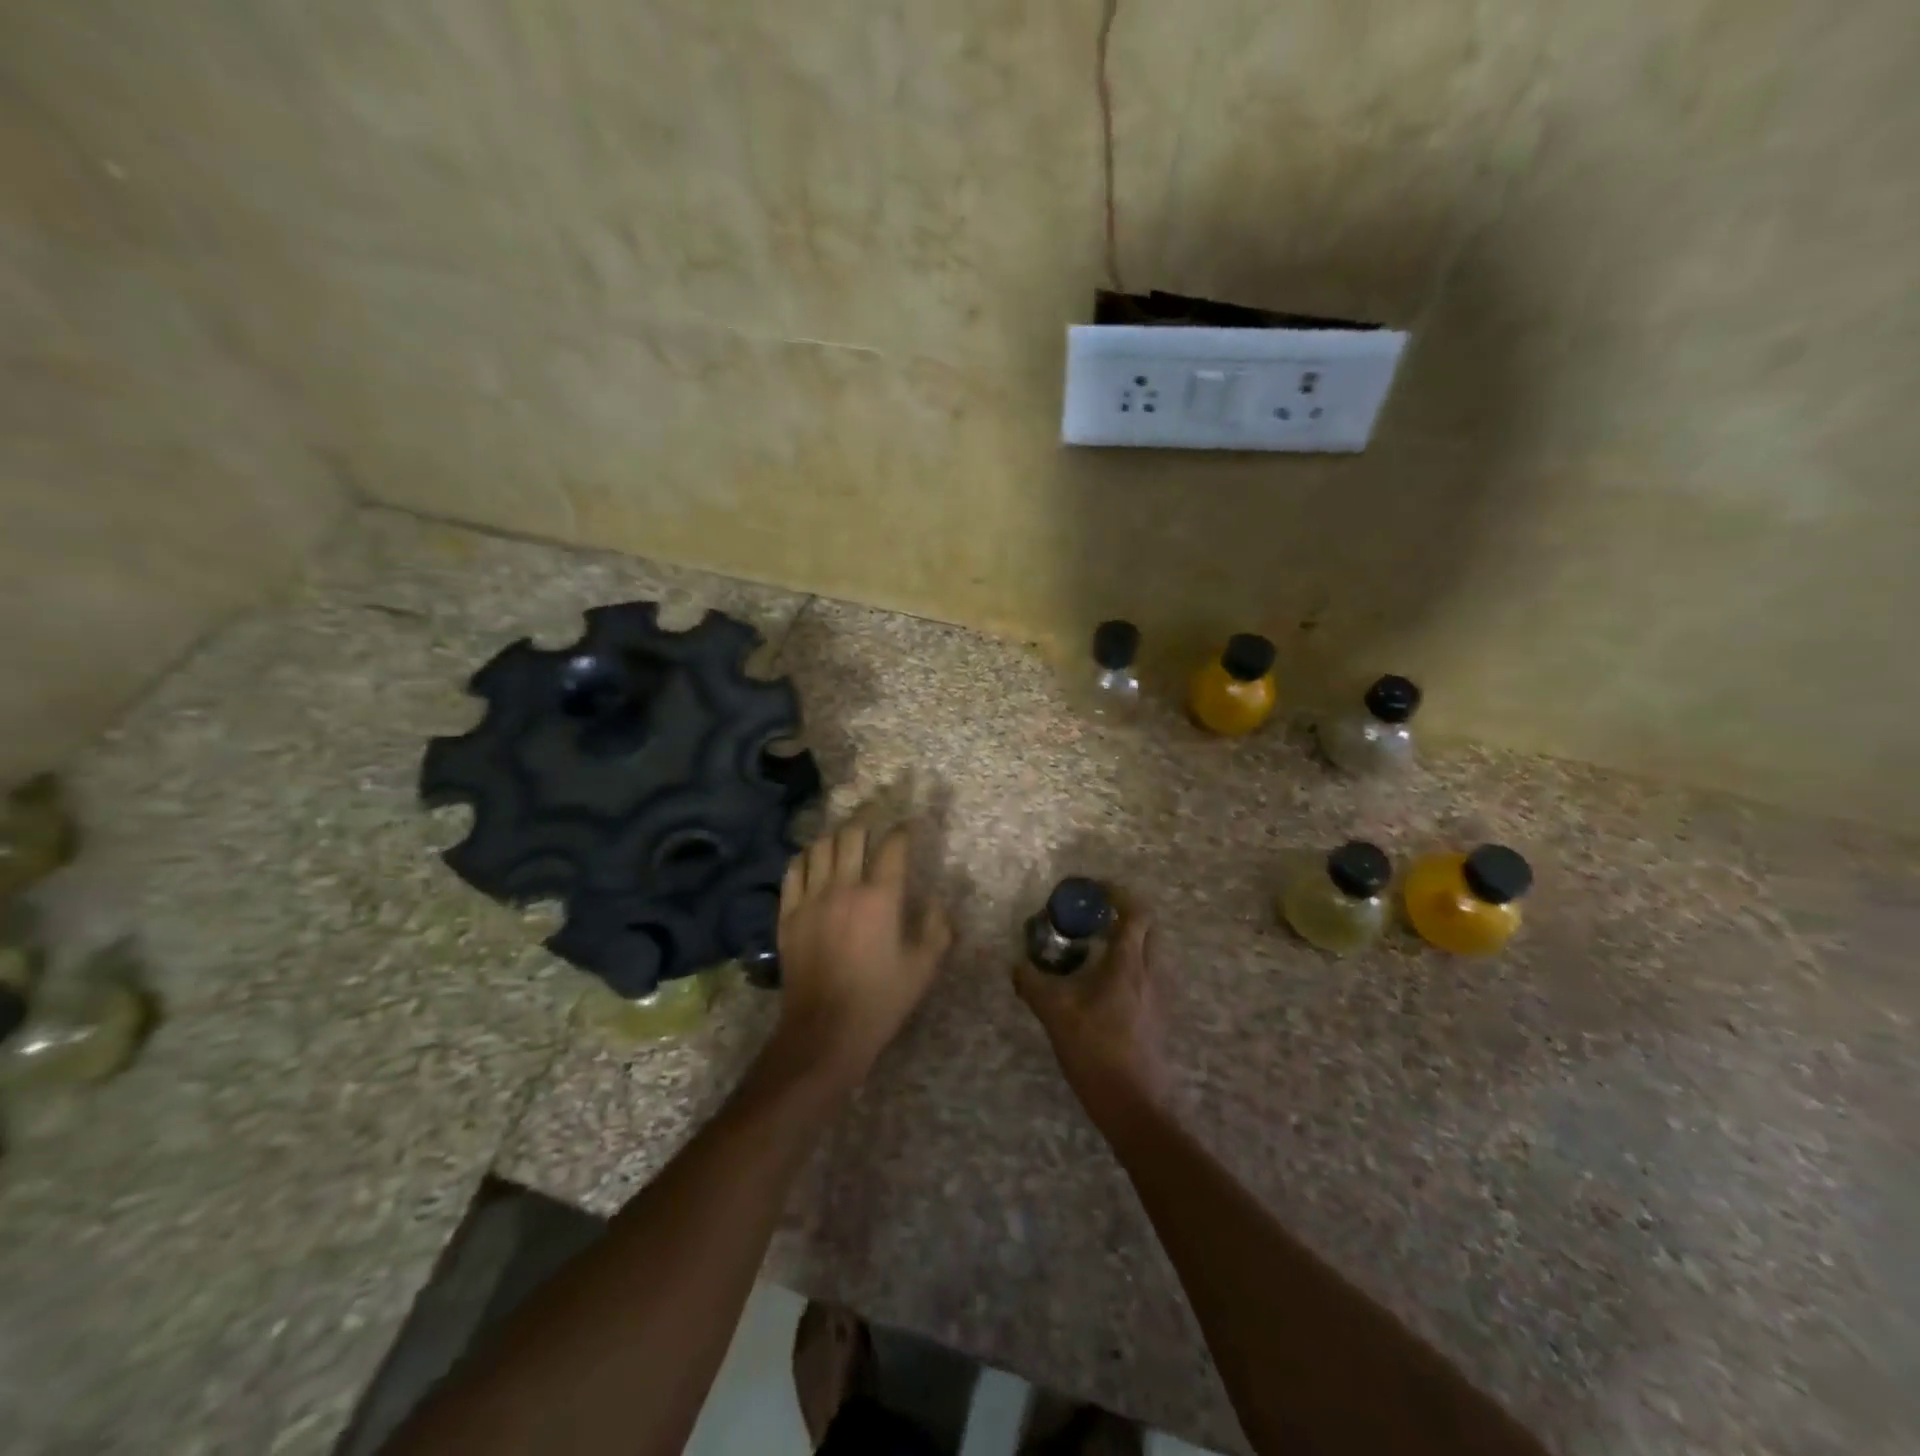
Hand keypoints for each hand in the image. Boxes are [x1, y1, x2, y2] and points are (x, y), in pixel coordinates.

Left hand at [773, 819, 953, 1088]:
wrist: (824, 1032)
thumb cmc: (880, 1001)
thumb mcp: (924, 968)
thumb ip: (938, 928)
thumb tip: (940, 900)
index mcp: (881, 898)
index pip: (893, 846)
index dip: (904, 829)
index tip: (910, 823)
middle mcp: (844, 887)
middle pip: (852, 834)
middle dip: (868, 814)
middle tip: (877, 808)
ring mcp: (811, 899)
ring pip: (820, 846)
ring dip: (836, 833)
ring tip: (846, 831)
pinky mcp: (788, 914)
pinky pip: (793, 870)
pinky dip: (806, 856)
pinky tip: (813, 857)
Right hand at [1014, 909, 1170, 1121]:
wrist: (1136, 1107)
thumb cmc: (1097, 1051)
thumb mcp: (1055, 1014)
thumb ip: (1033, 984)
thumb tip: (1016, 965)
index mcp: (1129, 963)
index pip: (1137, 911)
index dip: (1117, 893)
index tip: (1091, 890)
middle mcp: (1151, 972)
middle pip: (1147, 927)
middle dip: (1122, 915)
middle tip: (1090, 919)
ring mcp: (1159, 996)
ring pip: (1149, 952)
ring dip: (1126, 942)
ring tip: (1091, 951)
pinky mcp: (1158, 1016)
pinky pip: (1147, 976)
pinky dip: (1128, 967)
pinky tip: (1101, 988)